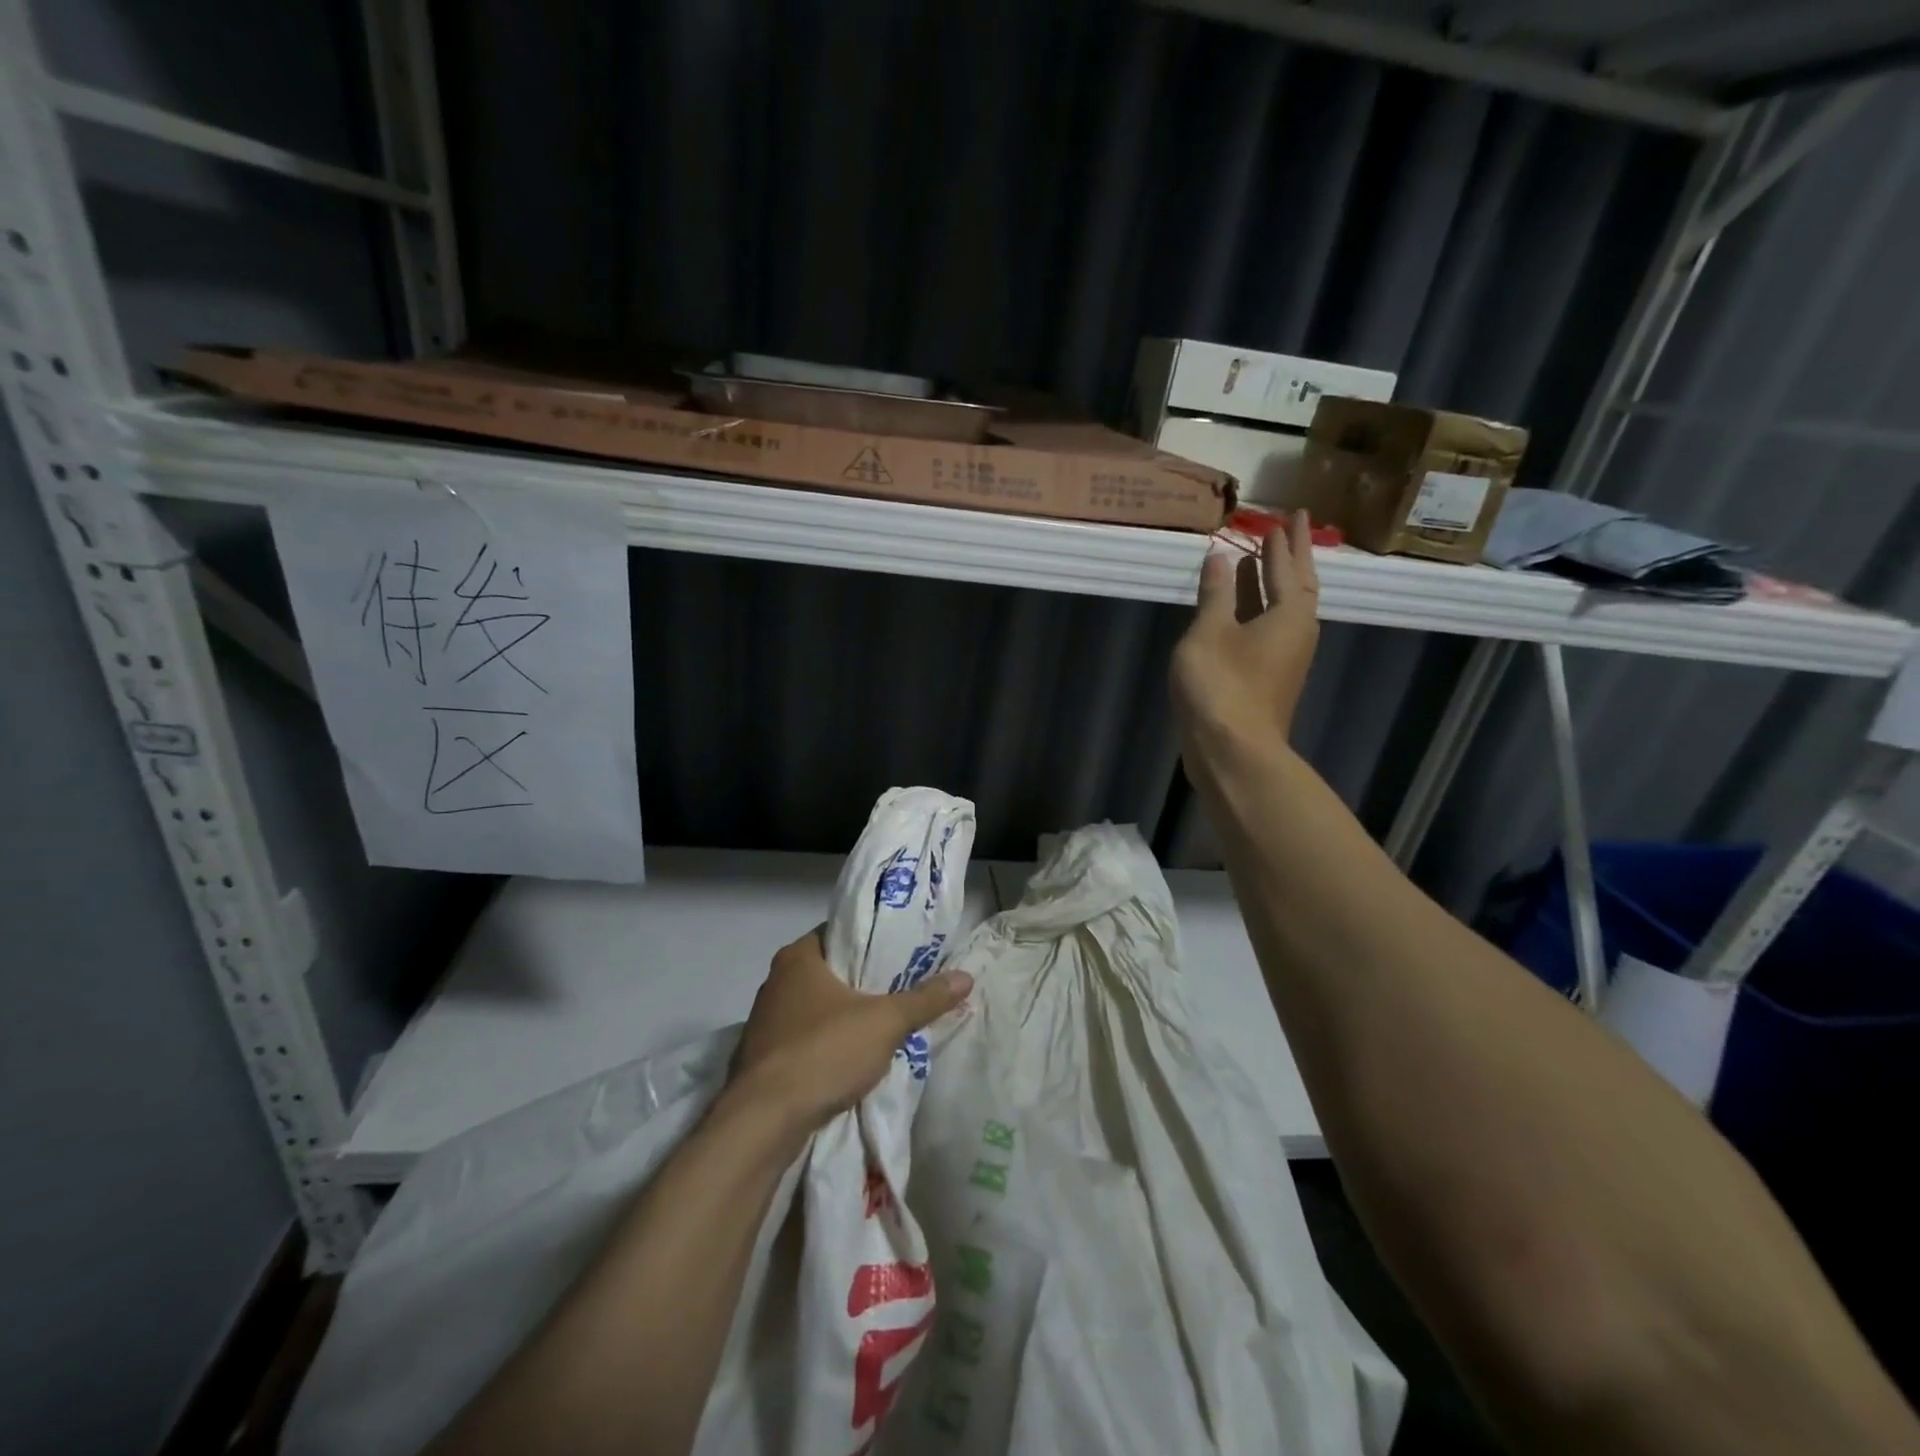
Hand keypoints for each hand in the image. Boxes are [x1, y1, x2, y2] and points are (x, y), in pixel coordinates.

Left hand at [727, 928, 972, 1132]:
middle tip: (903, 986)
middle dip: (864, 981)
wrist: (762, 1122)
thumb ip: (924, 999)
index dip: (873, 940)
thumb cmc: (823, 1052)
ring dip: (845, 1016)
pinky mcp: (762, 1058)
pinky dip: (828, 1044)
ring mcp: (765, 1021)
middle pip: (831, 970)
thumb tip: (965, 976)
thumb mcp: (884, 1022)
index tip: (903, 951)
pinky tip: (852, 1058)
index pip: (841, 932)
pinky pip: (804, 1039)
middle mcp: (776, 981)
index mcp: (799, 957)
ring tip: (885, 1023)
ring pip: (817, 1007)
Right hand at [1170, 509, 1320, 755]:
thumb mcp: (1210, 631)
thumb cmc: (1221, 685)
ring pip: (1282, 611)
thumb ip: (1216, 593)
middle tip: (1284, 529)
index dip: (1285, 542)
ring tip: (1255, 562)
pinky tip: (1239, 611)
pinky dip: (1257, 611)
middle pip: (1296, 587)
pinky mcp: (1268, 680)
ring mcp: (1284, 660)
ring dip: (1270, 585)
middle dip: (1289, 558)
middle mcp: (1296, 633)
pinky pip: (1268, 631)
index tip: (1287, 517)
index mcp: (1290, 615)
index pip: (1291, 567)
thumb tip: (1221, 557)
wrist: (1232, 751)